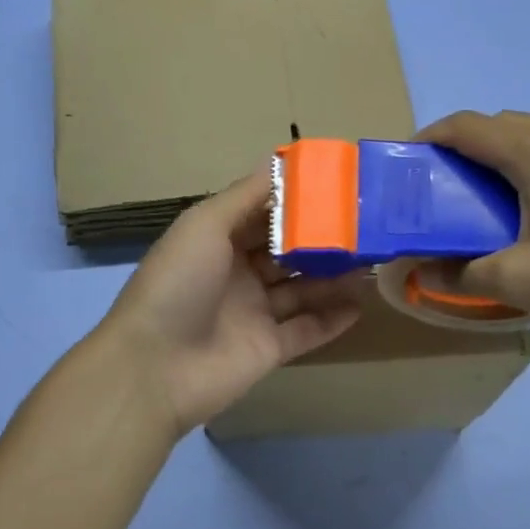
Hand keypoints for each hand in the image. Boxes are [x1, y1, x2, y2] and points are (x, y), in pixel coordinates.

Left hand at [97, 172, 366, 435]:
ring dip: (334, 277)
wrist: (156, 367)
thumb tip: (280, 162)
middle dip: (322, 240)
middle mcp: (237, 275)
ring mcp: (253, 314)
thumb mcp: (204, 225)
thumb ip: (245, 196)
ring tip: (373, 260)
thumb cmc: (178, 284)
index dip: (296, 204)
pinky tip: (361, 304)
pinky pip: (306, 330)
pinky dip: (332, 320)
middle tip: (365, 226)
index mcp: (217, 242)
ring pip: (302, 291)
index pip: (263, 216)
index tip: (337, 188)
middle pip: (287, 253)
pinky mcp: (268, 350)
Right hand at [416, 110, 529, 345]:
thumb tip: (422, 273)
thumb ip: (459, 274)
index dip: (429, 138)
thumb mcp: (516, 280)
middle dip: (464, 150)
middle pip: (501, 126)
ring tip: (488, 204)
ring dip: (503, 159)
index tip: (406, 165)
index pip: (467, 126)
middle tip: (444, 191)